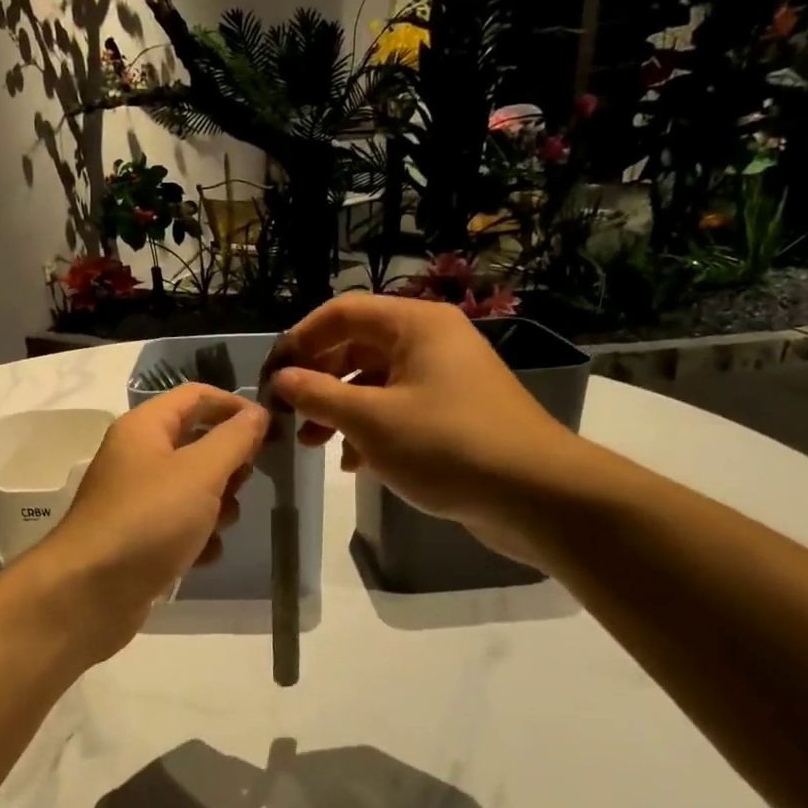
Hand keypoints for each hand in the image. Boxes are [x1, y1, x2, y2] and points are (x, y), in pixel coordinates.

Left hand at [35, 384, 268, 653]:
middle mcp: (137, 456)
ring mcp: (137, 499)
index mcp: (144, 427)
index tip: (272, 428)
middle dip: (228, 463)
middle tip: (246, 483)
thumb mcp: (200, 472)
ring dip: (217, 505)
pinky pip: (181, 526)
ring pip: (194, 488)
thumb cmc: (148, 520)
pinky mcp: (139, 538)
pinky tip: (202, 556)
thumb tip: (257, 412)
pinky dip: (197, 538)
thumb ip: (234, 439)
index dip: (234, 405)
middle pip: (197, 442)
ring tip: (219, 525)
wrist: (89, 594)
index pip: (196, 396)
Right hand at [267, 294, 587, 564]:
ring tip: (312, 444)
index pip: (340, 313)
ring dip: (338, 409)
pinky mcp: (452, 413)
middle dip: (317, 380)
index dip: (299, 341)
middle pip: (356, 345)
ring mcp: (444, 377)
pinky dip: (369, 429)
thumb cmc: (447, 445)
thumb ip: (318, 395)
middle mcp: (430, 341)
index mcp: (414, 324)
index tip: (270, 377)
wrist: (537, 495)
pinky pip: (397, 408)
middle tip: (288, 414)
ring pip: (374, 381)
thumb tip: (280, 379)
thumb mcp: (370, 420)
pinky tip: (353, 462)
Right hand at [267, 746, 807, 807]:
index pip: (339, 763)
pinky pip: (405, 799)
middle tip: (280, 796)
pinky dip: (371, 806)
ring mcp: (451, 803)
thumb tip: (278, 791)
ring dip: (344, 790)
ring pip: (383, 781)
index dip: (300, 769)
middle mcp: (428, 785)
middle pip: (360, 765)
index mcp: (404, 796)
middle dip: (319, 775)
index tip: (265, 781)